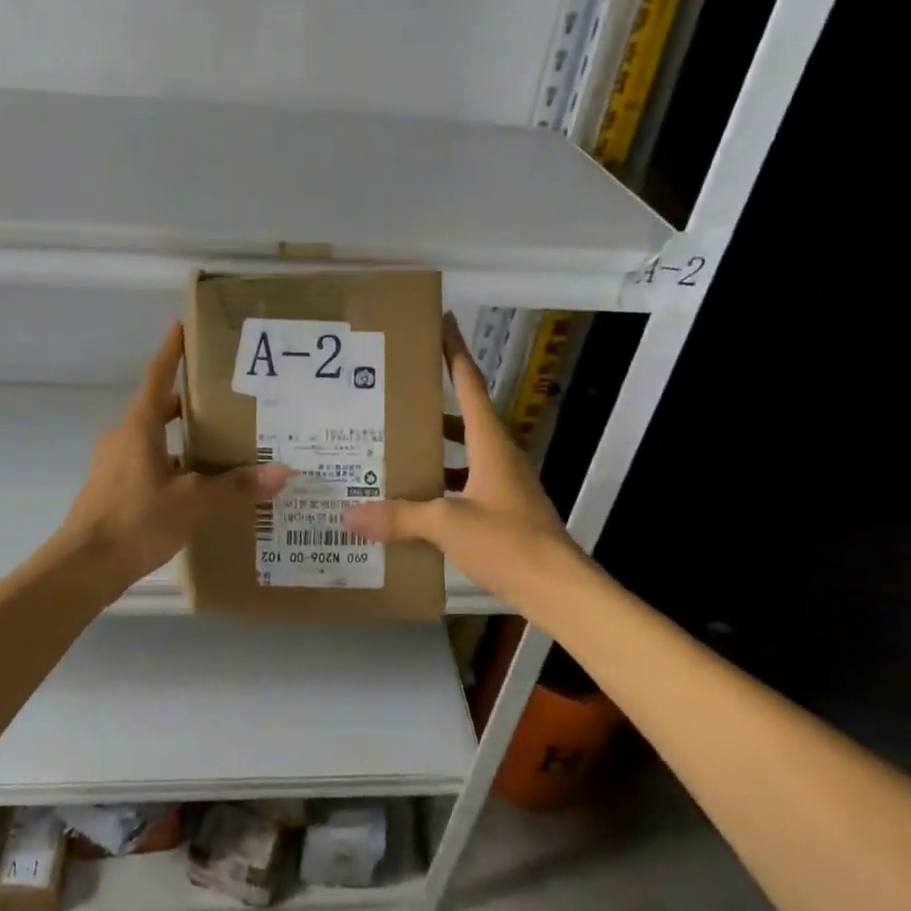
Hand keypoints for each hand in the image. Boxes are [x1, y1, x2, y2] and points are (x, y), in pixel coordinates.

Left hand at [59, 323, 292, 584]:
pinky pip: (150, 465)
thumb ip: (235, 487)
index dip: (172, 351)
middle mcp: (124, 437)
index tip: (182, 325)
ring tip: (224, 444)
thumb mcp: (192, 502)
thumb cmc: (135, 520)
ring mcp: (116, 464)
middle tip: (229, 397)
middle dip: (191, 401)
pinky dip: (175, 466)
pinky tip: (200, 485)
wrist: (83, 567)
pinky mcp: (115, 489)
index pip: (158, 377)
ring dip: (184, 438)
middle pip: (160, 408)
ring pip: (156, 440)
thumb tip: (282, 472)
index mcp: (139, 427)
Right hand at [345, 315, 586, 607]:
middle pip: (464, 417)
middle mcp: (499, 455)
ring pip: (464, 453)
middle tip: (395, 395)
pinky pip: (466, 484)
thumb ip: (401, 516)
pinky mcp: (504, 510)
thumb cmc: (509, 542)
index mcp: (490, 443)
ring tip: (395, 447)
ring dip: (435, 448)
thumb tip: (352, 512)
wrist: (559, 589)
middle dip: (433, 404)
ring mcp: (504, 484)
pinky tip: (416, 501)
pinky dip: (442, 485)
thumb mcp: (449, 525)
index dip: (455, 351)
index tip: (443, 322)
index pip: (469, 384)